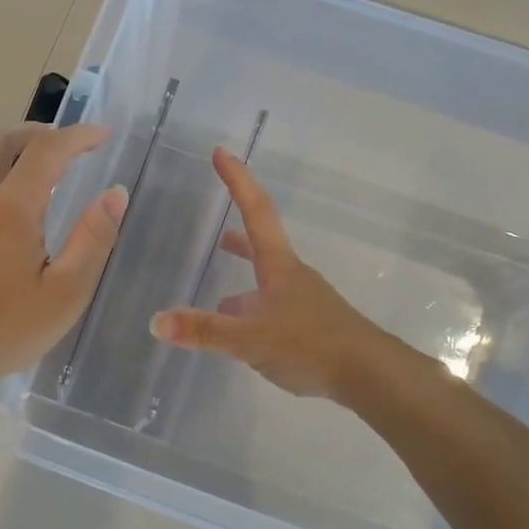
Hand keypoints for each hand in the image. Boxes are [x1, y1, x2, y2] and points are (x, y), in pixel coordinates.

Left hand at [0, 124, 125, 385]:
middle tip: (63, 150)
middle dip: (38, 135)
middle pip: (2, 139)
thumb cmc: (5, 329)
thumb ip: (93, 239)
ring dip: (1, 147)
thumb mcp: (65, 293)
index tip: (101, 135)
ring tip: (23, 165)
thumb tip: (114, 194)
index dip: (78, 136)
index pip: (48, 149)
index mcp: (12, 206)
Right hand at [150, 147, 391, 399]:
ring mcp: (304, 302)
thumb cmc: (311, 345)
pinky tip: (243, 334)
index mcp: (279, 267)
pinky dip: (253, 312)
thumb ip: (205, 331)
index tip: (222, 152)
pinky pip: (273, 310)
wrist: (370, 375)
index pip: (255, 212)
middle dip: (237, 236)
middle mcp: (292, 277)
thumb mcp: (250, 338)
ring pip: (266, 283)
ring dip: (244, 281)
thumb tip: (157, 321)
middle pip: (261, 245)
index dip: (238, 181)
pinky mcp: (311, 328)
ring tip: (219, 298)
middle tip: (217, 231)